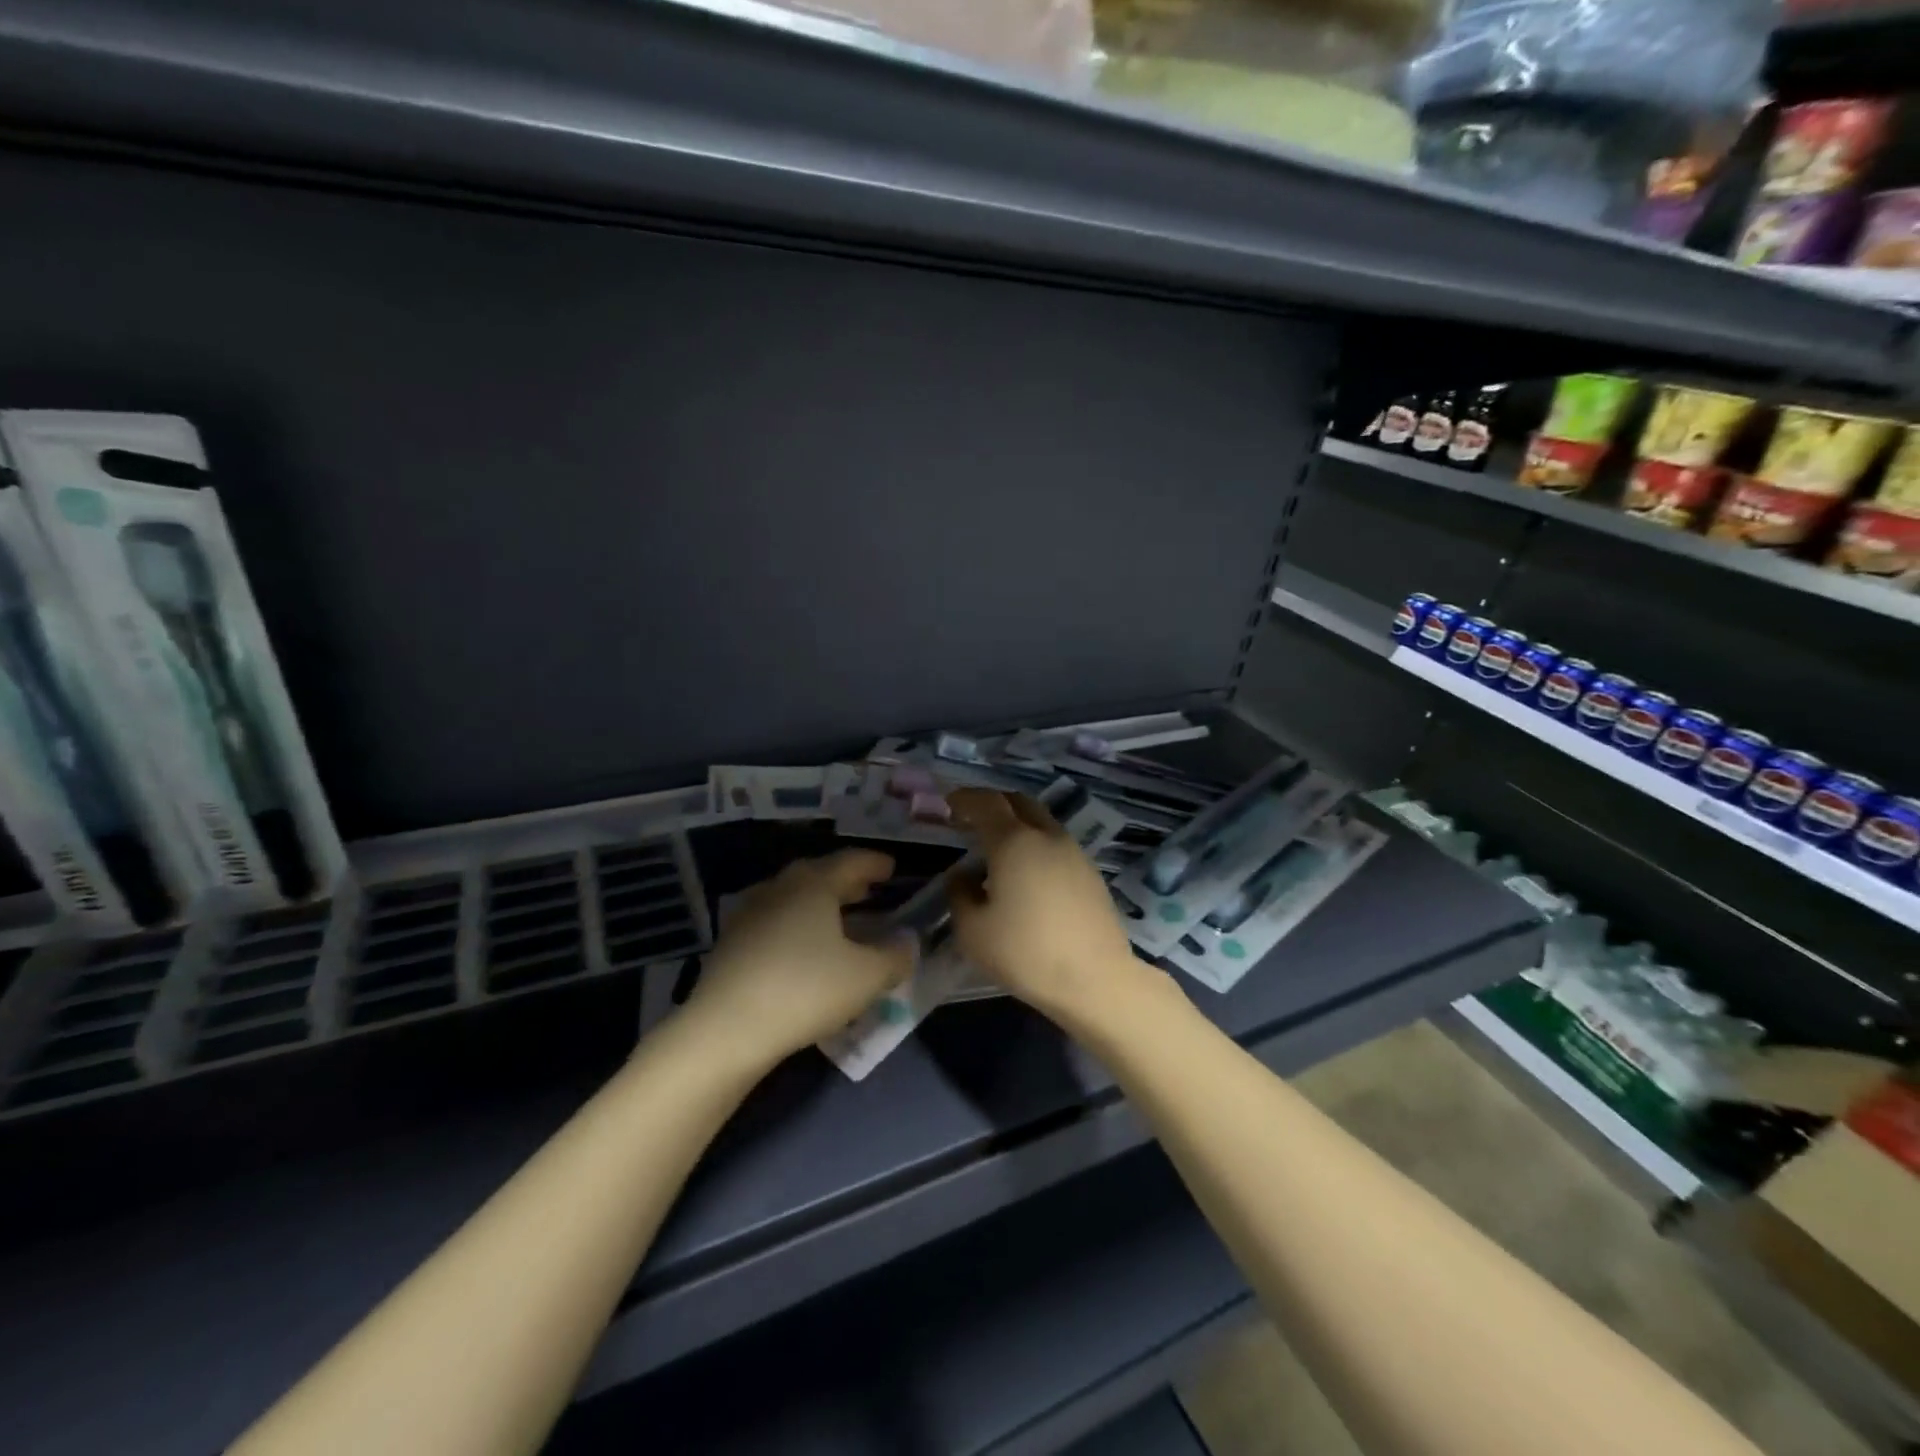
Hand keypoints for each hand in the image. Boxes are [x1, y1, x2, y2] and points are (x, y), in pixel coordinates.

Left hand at [685, 850, 914, 1066]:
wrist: (726, 1029)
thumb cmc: (805, 990)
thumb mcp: (866, 977)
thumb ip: (894, 957)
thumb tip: (907, 944)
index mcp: (814, 883)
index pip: (852, 861)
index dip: (875, 864)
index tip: (892, 869)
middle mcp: (780, 887)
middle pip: (820, 875)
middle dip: (847, 882)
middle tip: (869, 891)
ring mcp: (750, 913)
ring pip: (794, 898)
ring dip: (820, 905)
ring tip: (840, 920)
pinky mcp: (731, 942)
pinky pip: (775, 921)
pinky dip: (798, 926)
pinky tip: (805, 949)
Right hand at [946, 789, 1143, 1020]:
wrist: (1095, 980)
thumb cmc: (1026, 953)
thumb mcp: (973, 931)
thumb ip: (960, 895)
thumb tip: (963, 876)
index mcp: (1014, 842)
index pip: (986, 802)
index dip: (965, 798)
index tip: (949, 803)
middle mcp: (1046, 836)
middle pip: (1018, 802)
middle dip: (993, 803)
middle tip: (972, 819)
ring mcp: (1074, 852)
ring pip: (1041, 822)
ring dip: (1017, 824)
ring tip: (998, 849)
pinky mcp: (1090, 873)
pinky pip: (1056, 844)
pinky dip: (1036, 844)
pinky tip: (1026, 874)